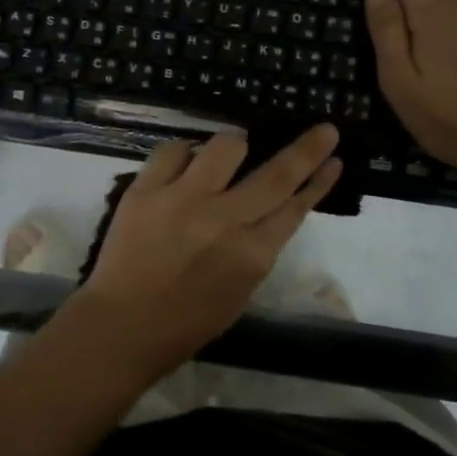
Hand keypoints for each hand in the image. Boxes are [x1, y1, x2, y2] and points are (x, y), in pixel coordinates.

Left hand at [71, 124, 341, 379]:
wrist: (122, 326)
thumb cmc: (186, 321)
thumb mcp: (240, 291)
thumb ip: (257, 248)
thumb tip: (267, 209)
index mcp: (252, 255)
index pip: (296, 207)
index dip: (318, 180)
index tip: (334, 158)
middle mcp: (224, 221)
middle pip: (276, 174)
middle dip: (307, 148)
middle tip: (324, 129)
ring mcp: (184, 200)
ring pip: (226, 147)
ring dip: (235, 146)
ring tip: (230, 154)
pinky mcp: (147, 190)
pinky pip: (173, 150)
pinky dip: (184, 153)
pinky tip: (184, 165)